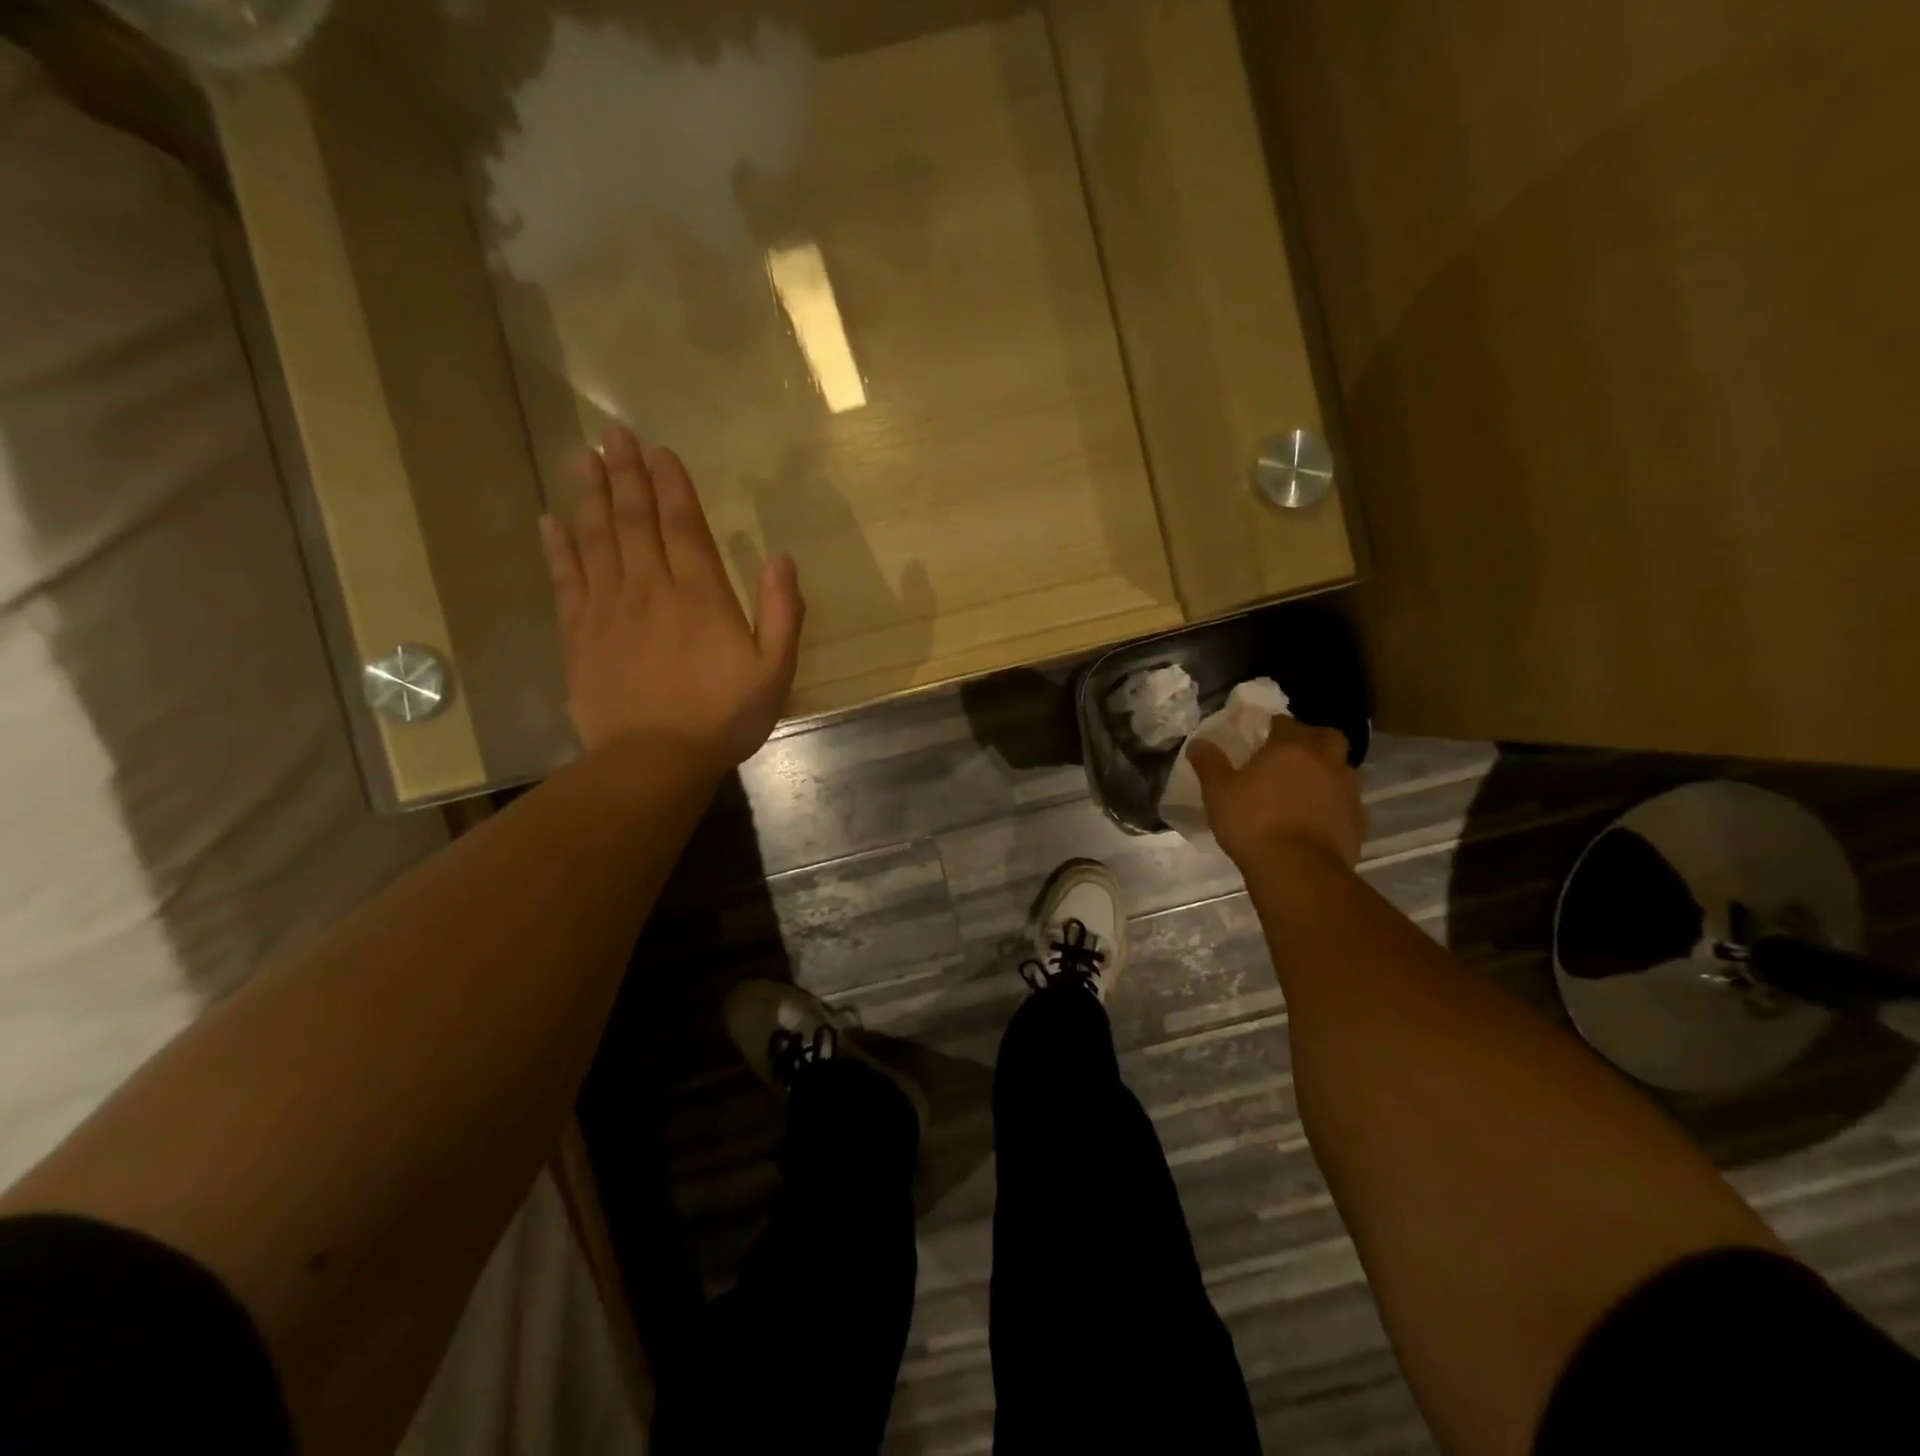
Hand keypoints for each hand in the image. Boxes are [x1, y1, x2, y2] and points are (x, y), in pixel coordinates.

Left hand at [539, 426, 804, 765]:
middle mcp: (650, 587)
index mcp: (700, 594)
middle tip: (613, 434)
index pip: (683, 525)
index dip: (672, 485)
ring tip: (581, 457)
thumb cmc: (723, 717)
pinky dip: (557, 547)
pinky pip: (564, 579)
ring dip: (588, 494)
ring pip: (595, 538)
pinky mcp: (577, 634)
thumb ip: (783, 612)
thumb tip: (781, 558)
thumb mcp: (775, 670)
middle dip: (625, 474)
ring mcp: (607, 608)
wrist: (654, 760)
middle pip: (633, 519)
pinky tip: (550, 521)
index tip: (659, 450)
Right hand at [1188, 717, 1364, 869]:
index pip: (1285, 723)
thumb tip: (1198, 742)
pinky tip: (1316, 818)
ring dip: (1327, 772)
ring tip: (1304, 789)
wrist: (1297, 869)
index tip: (1261, 738)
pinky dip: (1334, 803)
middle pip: (1327, 737)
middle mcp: (1325, 761)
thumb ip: (1209, 763)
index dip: (1273, 727)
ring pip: (1343, 769)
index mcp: (1291, 747)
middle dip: (1312, 740)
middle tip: (1291, 756)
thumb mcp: (1218, 792)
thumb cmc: (1253, 822)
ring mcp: (1347, 790)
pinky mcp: (1358, 820)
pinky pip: (1347, 802)